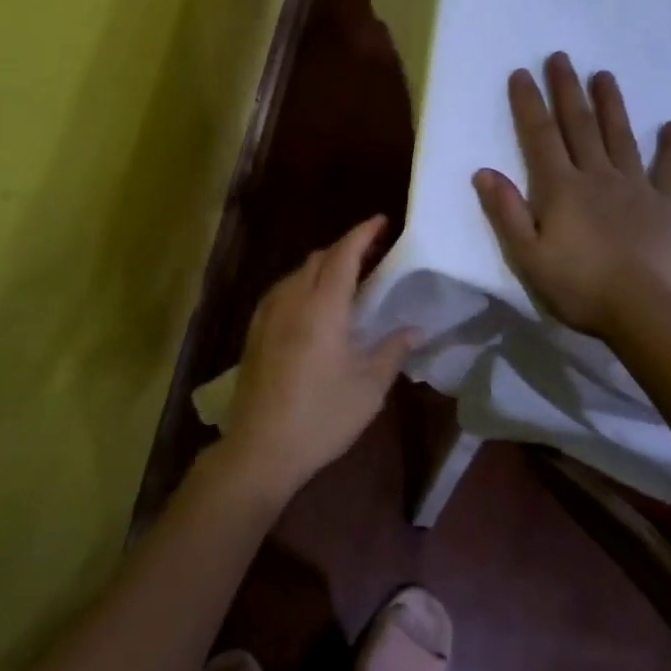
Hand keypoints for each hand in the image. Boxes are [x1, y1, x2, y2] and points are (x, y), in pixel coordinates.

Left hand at [222, 216, 419, 500]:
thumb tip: (415, 329)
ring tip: (349, 278)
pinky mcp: (255, 332)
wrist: (260, 449)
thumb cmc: (321, 418)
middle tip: (374, 253)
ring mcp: (267, 315)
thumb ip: (392, 351)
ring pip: (297, 273)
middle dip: (346, 248)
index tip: (382, 221)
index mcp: (322, 308)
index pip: (344, 256)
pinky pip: (282, 291)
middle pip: (319, 259)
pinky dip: (304, 284)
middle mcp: (291, 301)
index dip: (363, 234)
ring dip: (324, 266)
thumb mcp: (368, 388)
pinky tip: (315, 304)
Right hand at [473, 52, 670, 337]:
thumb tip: (484, 171)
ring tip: (604, 75)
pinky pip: (670, 169)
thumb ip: (507, 212)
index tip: (521, 73)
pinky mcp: (667, 205)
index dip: (529, 103)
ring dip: (611, 104)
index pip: (540, 136)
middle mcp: (597, 176)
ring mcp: (636, 187)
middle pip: (580, 125)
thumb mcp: (528, 256)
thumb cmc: (580, 287)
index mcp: (561, 188)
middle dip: (567, 90)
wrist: (646, 312)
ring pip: (621, 136)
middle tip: (561, 58)